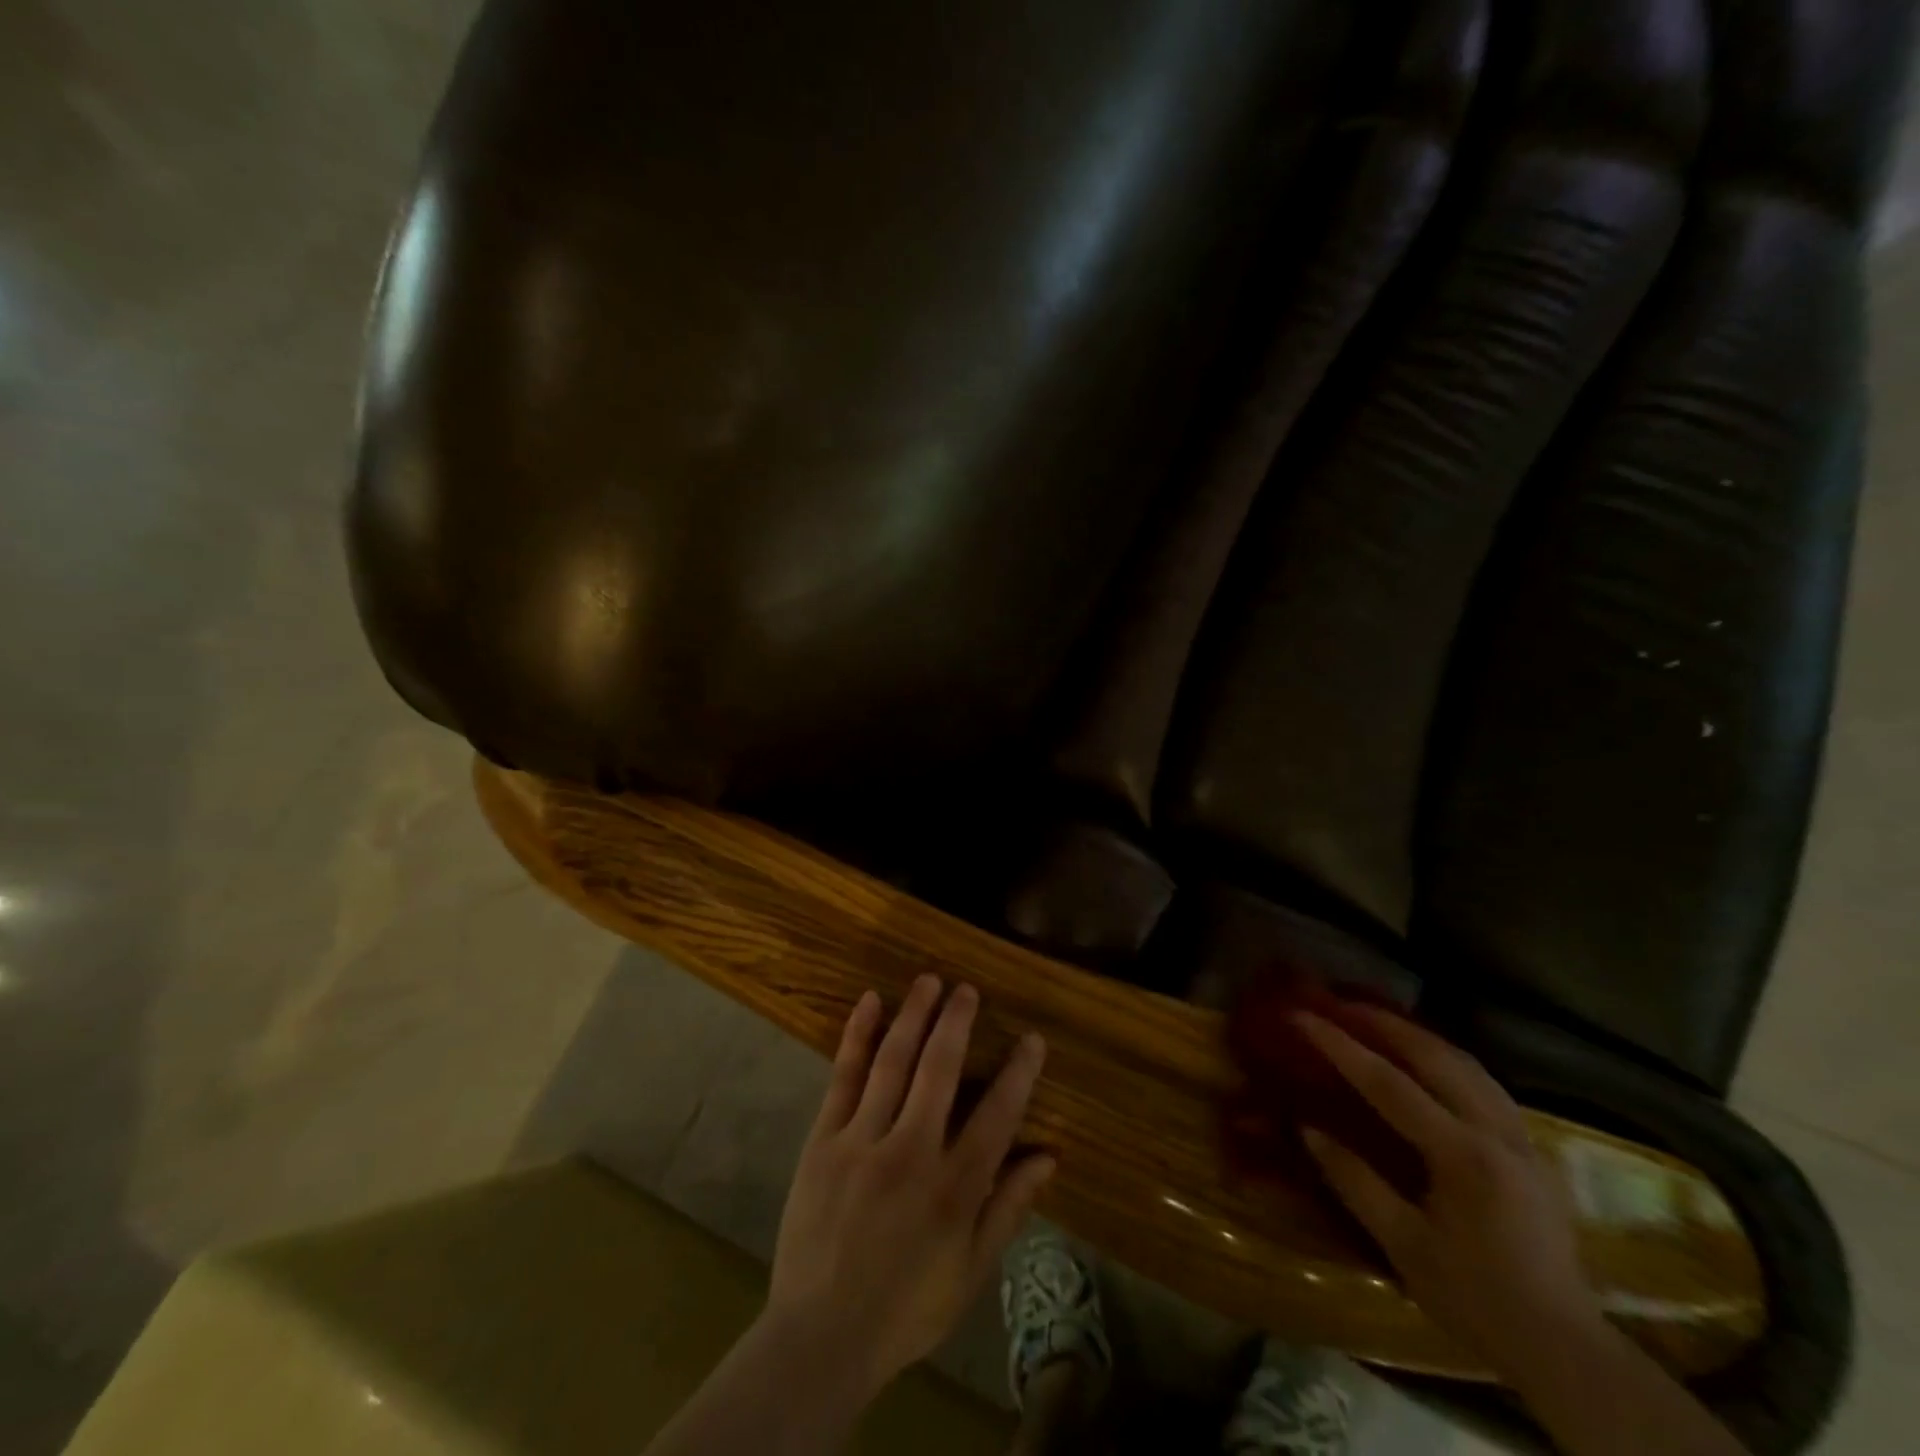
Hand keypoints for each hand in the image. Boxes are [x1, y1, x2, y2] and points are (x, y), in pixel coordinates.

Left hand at [765, 975, 1054, 1399]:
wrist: (821, 1337)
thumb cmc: (906, 1307)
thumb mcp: (971, 1270)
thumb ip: (1009, 1208)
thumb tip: (1048, 1157)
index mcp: (954, 1188)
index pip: (997, 1115)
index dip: (1018, 1073)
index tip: (1032, 1039)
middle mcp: (911, 1152)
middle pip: (939, 1071)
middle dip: (956, 1023)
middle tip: (967, 989)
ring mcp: (863, 1141)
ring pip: (893, 1062)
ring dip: (913, 1016)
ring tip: (929, 981)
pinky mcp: (823, 1140)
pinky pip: (843, 1077)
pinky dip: (857, 1036)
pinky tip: (869, 1002)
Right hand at [1296, 1008, 1605, 1375]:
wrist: (1565, 1350)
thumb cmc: (1476, 1299)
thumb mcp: (1404, 1246)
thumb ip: (1355, 1182)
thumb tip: (1308, 1129)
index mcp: (1463, 1156)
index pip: (1389, 1083)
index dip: (1340, 1046)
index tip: (1302, 1016)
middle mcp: (1497, 1132)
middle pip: (1435, 1056)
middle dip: (1383, 1023)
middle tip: (1340, 1002)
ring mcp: (1521, 1138)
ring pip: (1467, 1063)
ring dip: (1418, 1035)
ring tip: (1379, 1020)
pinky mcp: (1532, 1150)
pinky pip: (1485, 1083)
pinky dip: (1448, 1058)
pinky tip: (1429, 1060)